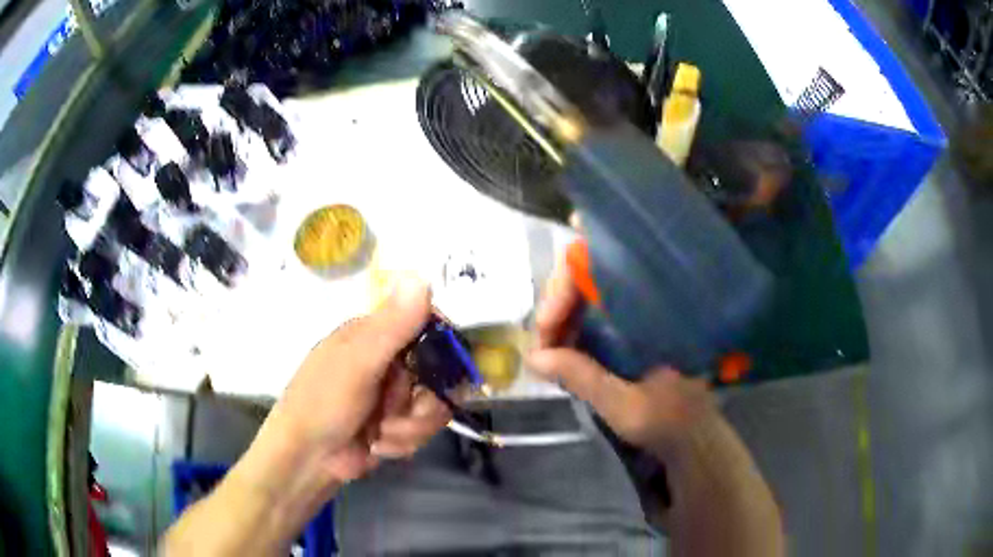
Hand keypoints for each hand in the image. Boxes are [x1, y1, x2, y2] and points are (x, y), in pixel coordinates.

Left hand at [254, 277, 451, 486]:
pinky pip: (423, 429)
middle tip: (402, 413)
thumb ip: (392, 326)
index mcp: (376, 335)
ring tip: (381, 435)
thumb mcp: (357, 362)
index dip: (444, 347)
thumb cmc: (323, 403)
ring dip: (410, 427)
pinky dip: (403, 442)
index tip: (448, 369)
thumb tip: (420, 275)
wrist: (307, 460)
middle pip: (438, 374)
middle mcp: (389, 362)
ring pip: (434, 406)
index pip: (427, 326)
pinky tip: (379, 446)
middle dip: (423, 403)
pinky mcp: (398, 425)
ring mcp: (394, 396)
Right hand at [528, 257, 714, 457]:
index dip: (567, 284)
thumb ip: (583, 378)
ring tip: (547, 350)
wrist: (696, 433)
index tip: (547, 322)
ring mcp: (638, 311)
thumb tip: (534, 356)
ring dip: (561, 317)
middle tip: (541, 343)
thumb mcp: (625, 406)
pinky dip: (572, 327)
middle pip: (588, 272)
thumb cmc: (671, 420)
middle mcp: (647, 298)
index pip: (603, 264)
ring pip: (587, 292)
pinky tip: (561, 350)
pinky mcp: (631, 326)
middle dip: (556, 303)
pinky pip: (593, 312)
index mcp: (655, 308)